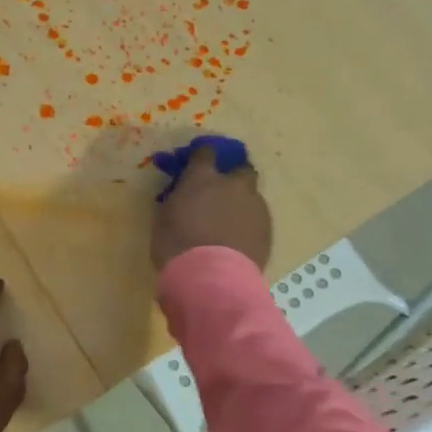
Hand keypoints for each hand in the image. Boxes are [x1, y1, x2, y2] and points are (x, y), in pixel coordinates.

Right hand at [151, 143, 272, 271]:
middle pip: (241, 169)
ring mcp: (254, 206)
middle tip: (222, 191)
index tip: (197, 160)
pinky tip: (239, 239)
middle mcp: (232, 185)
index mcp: (202, 178)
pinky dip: (249, 223)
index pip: (206, 152)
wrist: (211, 278)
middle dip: (233, 175)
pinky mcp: (267, 229)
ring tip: (230, 222)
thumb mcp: (163, 218)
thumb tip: (180, 195)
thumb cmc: (176, 246)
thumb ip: (176, 199)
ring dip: (242, 202)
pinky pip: (258, 218)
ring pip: (252, 195)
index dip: (202, 154)